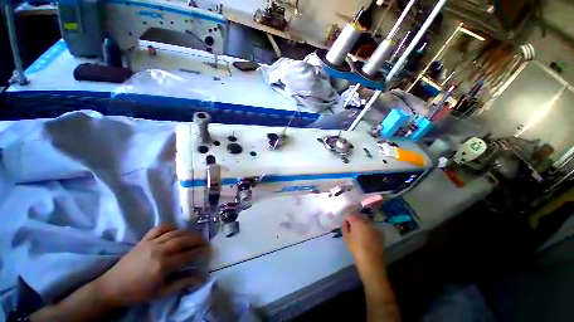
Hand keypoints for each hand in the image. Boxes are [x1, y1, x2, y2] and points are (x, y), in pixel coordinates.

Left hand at [95, 225, 209, 305]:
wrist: (113, 286)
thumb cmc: (139, 292)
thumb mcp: (162, 292)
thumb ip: (182, 283)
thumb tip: (201, 277)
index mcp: (163, 265)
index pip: (188, 255)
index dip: (201, 252)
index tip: (208, 251)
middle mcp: (159, 250)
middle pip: (184, 240)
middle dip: (198, 240)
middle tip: (205, 242)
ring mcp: (151, 243)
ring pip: (176, 233)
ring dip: (189, 233)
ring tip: (195, 236)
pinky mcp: (144, 239)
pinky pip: (161, 228)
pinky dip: (171, 226)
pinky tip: (176, 230)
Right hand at [342, 214, 384, 273]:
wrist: (370, 259)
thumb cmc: (355, 247)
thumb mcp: (346, 237)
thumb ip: (345, 227)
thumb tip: (345, 222)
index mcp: (357, 221)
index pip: (350, 216)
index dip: (347, 219)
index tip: (346, 224)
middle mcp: (366, 222)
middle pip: (359, 219)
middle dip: (355, 222)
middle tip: (352, 229)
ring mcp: (374, 228)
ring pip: (366, 224)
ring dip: (363, 226)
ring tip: (360, 234)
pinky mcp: (380, 234)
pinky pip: (373, 229)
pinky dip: (370, 231)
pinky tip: (368, 238)